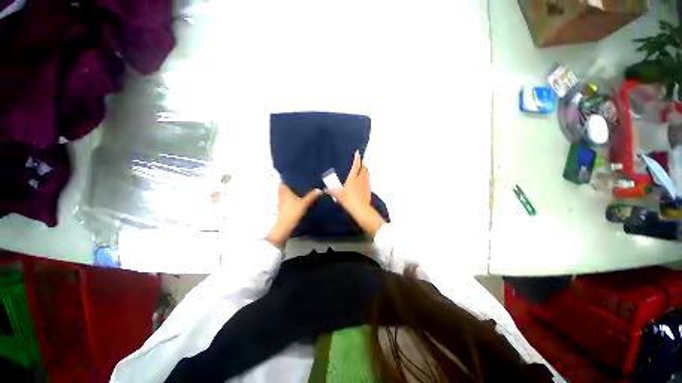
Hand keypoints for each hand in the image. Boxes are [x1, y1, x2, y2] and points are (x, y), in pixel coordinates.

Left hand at [266, 183, 320, 248]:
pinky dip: (289, 198)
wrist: (285, 226)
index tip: (293, 175)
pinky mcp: (282, 208)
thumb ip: (311, 196)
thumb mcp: (304, 203)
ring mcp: (280, 202)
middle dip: (289, 185)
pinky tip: (296, 199)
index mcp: (284, 191)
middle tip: (297, 182)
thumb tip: (319, 189)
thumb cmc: (293, 211)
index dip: (286, 178)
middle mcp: (281, 195)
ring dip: (289, 192)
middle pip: (283, 187)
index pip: (282, 182)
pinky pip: (285, 200)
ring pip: (283, 194)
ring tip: (298, 189)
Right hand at [327, 151, 384, 236]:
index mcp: (353, 178)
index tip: (357, 153)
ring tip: (363, 169)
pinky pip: (368, 181)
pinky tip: (363, 181)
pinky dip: (366, 178)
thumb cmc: (349, 200)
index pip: (356, 166)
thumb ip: (332, 191)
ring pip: (367, 174)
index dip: (357, 159)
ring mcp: (366, 184)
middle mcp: (361, 179)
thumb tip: (325, 189)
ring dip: (365, 170)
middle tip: (361, 161)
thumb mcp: (338, 195)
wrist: (361, 209)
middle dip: (362, 164)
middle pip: (364, 169)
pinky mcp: (369, 190)